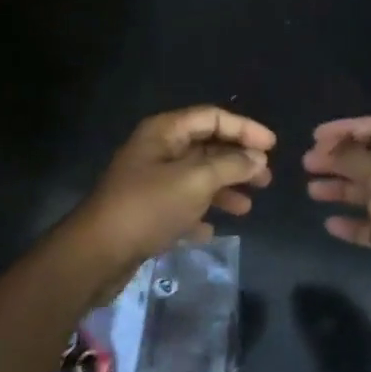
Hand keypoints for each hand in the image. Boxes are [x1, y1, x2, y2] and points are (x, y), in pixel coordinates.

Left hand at [67, 106, 274, 297]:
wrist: (97, 253)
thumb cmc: (148, 207)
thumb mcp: (195, 181)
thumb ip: (230, 166)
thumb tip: (258, 158)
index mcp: (164, 132)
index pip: (212, 117)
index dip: (244, 128)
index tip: (273, 147)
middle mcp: (157, 151)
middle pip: (205, 147)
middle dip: (237, 161)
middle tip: (266, 180)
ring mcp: (150, 182)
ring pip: (196, 178)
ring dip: (223, 190)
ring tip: (247, 208)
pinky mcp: (146, 212)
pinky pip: (181, 206)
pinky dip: (200, 214)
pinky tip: (212, 230)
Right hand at [303, 116, 370, 341]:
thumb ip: (355, 159)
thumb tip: (329, 147)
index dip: (347, 129)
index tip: (315, 138)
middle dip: (339, 159)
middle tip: (307, 164)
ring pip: (369, 191)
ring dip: (340, 188)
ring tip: (312, 191)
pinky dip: (351, 221)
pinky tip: (330, 224)